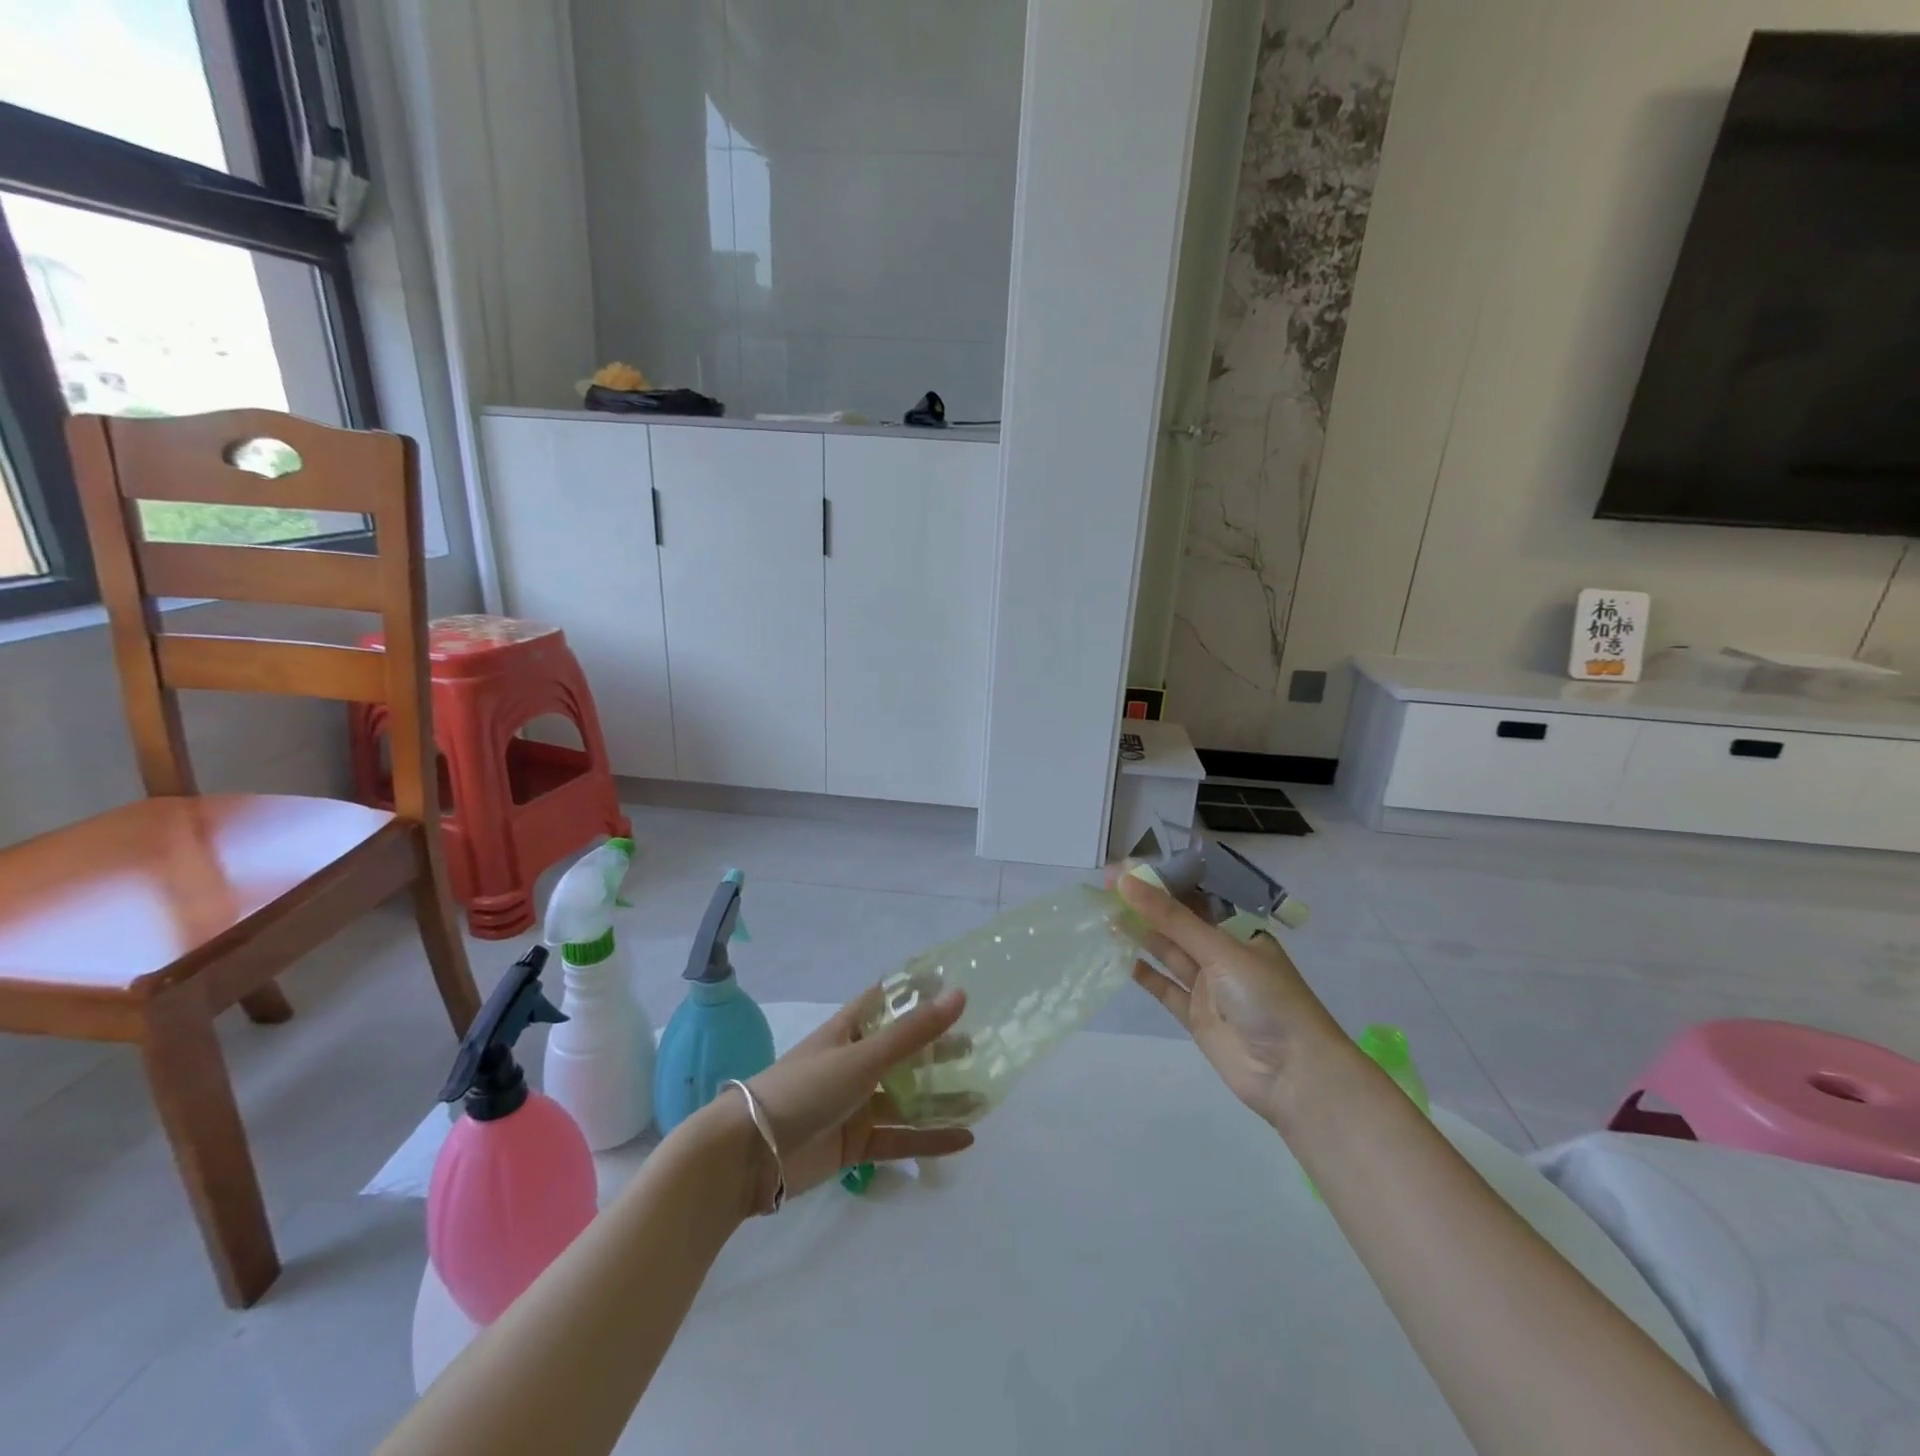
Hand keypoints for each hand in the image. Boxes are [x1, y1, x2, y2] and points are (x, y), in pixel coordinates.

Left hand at [734, 987, 976, 1203]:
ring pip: (906, 1098)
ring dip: (940, 1098)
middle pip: (903, 1051)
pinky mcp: (855, 1143)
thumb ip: (913, 1032)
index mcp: (849, 1030)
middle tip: (978, 1048)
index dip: (916, 992)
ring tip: (983, 1097)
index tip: (953, 986)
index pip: (886, 1001)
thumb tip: (960, 994)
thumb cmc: (806, 1089)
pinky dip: (930, 1138)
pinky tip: (965, 1139)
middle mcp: (854, 1062)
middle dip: (938, 1049)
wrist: (751, 1155)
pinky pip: (900, 1138)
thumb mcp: (863, 1057)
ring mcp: (855, 1104)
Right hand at [1117, 869, 1345, 1126]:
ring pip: (1168, 953)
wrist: (1294, 1075)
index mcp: (1238, 930)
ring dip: (1140, 934)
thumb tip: (1125, 880)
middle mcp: (1223, 954)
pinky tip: (1120, 958)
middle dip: (1144, 905)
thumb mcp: (1220, 950)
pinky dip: (1145, 974)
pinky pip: (1166, 988)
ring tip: (1105, 916)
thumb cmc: (1267, 998)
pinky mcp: (1196, 1017)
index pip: (1193, 896)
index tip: (1124, 868)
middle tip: (1104, 888)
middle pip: (1177, 923)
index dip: (1160, 881)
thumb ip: (1171, 918)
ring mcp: (1209, 987)